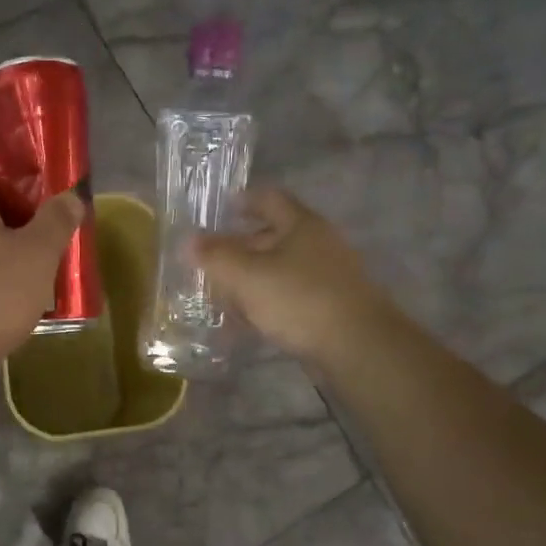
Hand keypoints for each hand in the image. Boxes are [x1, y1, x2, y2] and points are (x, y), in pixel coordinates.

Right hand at [195, 187, 388, 361]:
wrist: (357, 345)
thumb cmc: (299, 299)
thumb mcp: (247, 276)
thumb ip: (215, 257)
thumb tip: (188, 241)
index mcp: (301, 225)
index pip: (270, 199)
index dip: (245, 201)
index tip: (223, 208)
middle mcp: (319, 244)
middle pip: (274, 236)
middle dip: (242, 246)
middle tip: (213, 260)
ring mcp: (328, 276)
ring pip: (281, 268)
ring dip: (253, 278)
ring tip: (224, 294)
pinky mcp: (331, 306)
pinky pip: (291, 295)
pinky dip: (268, 301)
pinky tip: (250, 319)